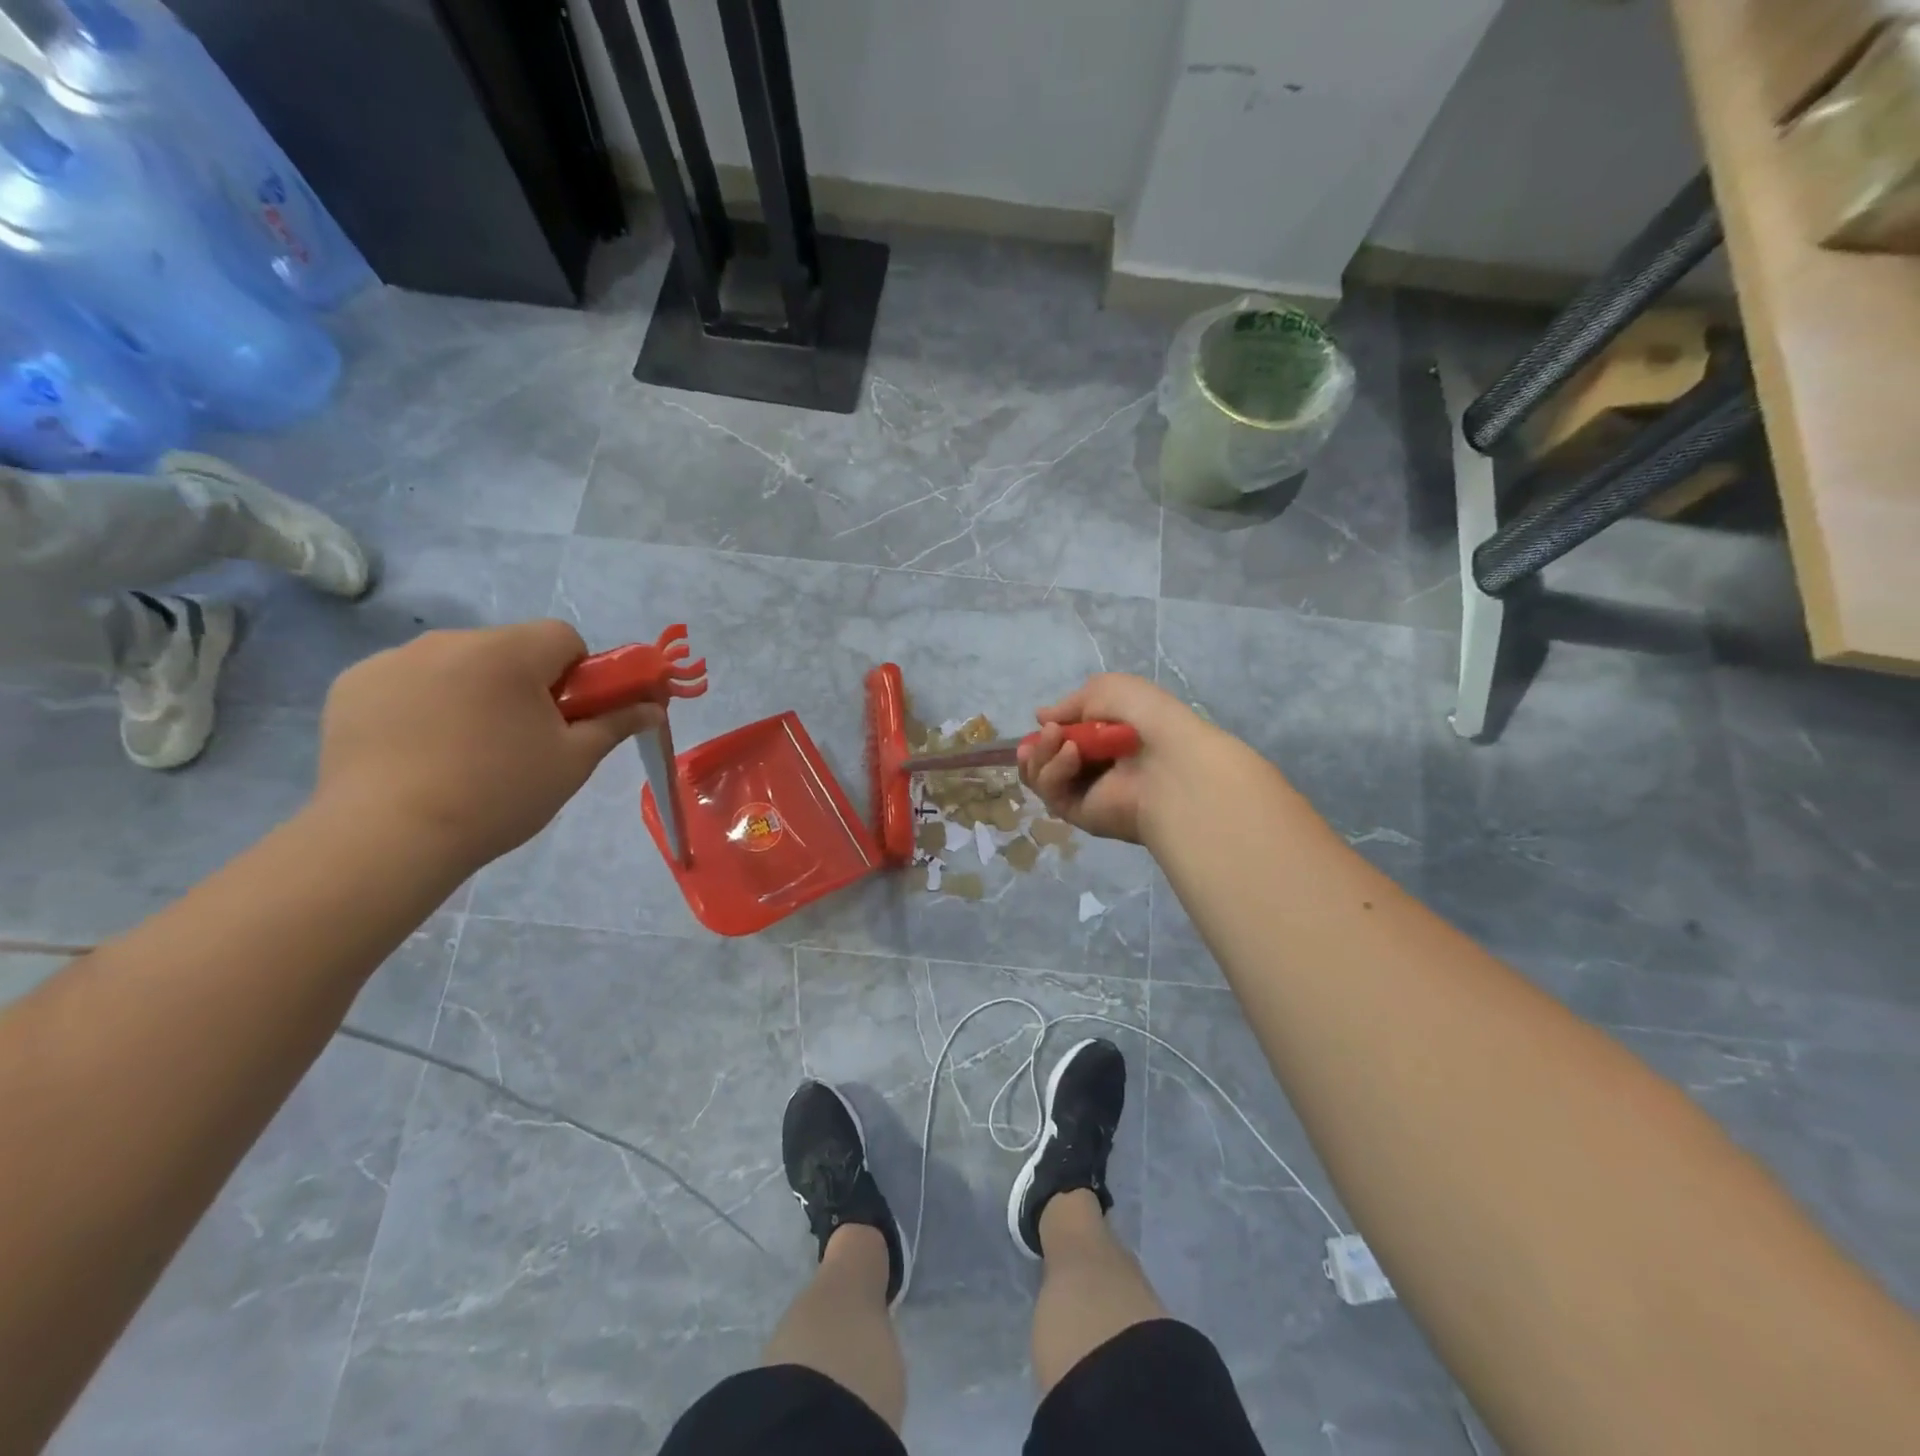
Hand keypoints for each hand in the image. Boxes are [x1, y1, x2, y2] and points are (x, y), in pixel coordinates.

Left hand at [315, 621, 658, 870]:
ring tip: (464, 753)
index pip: (563, 637)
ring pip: (459, 664)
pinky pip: (409, 682)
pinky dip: (424, 705)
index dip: (578, 674)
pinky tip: (419, 752)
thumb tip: (654, 706)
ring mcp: (392, 660)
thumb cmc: (499, 794)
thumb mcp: (573, 761)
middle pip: (510, 649)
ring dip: (474, 692)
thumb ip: (616, 722)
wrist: (388, 838)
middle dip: (525, 684)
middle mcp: (450, 640)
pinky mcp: (352, 685)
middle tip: (522, 741)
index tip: (568, 717)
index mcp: (508, 652)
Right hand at [1017, 673, 1213, 844]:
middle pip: (1045, 759)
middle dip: (1039, 745)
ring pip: (1041, 775)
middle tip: (1049, 732)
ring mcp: (1085, 791)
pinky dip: (1054, 770)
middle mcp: (1095, 766)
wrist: (1171, 763)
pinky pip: (1051, 791)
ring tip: (1059, 738)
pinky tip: (1071, 754)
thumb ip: (1071, 702)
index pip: (1064, 738)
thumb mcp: (1109, 689)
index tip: (1045, 720)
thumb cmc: (1147, 719)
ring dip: (1042, 754)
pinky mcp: (1078, 813)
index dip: (1050, 730)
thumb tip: (1040, 717)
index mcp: (1107, 738)